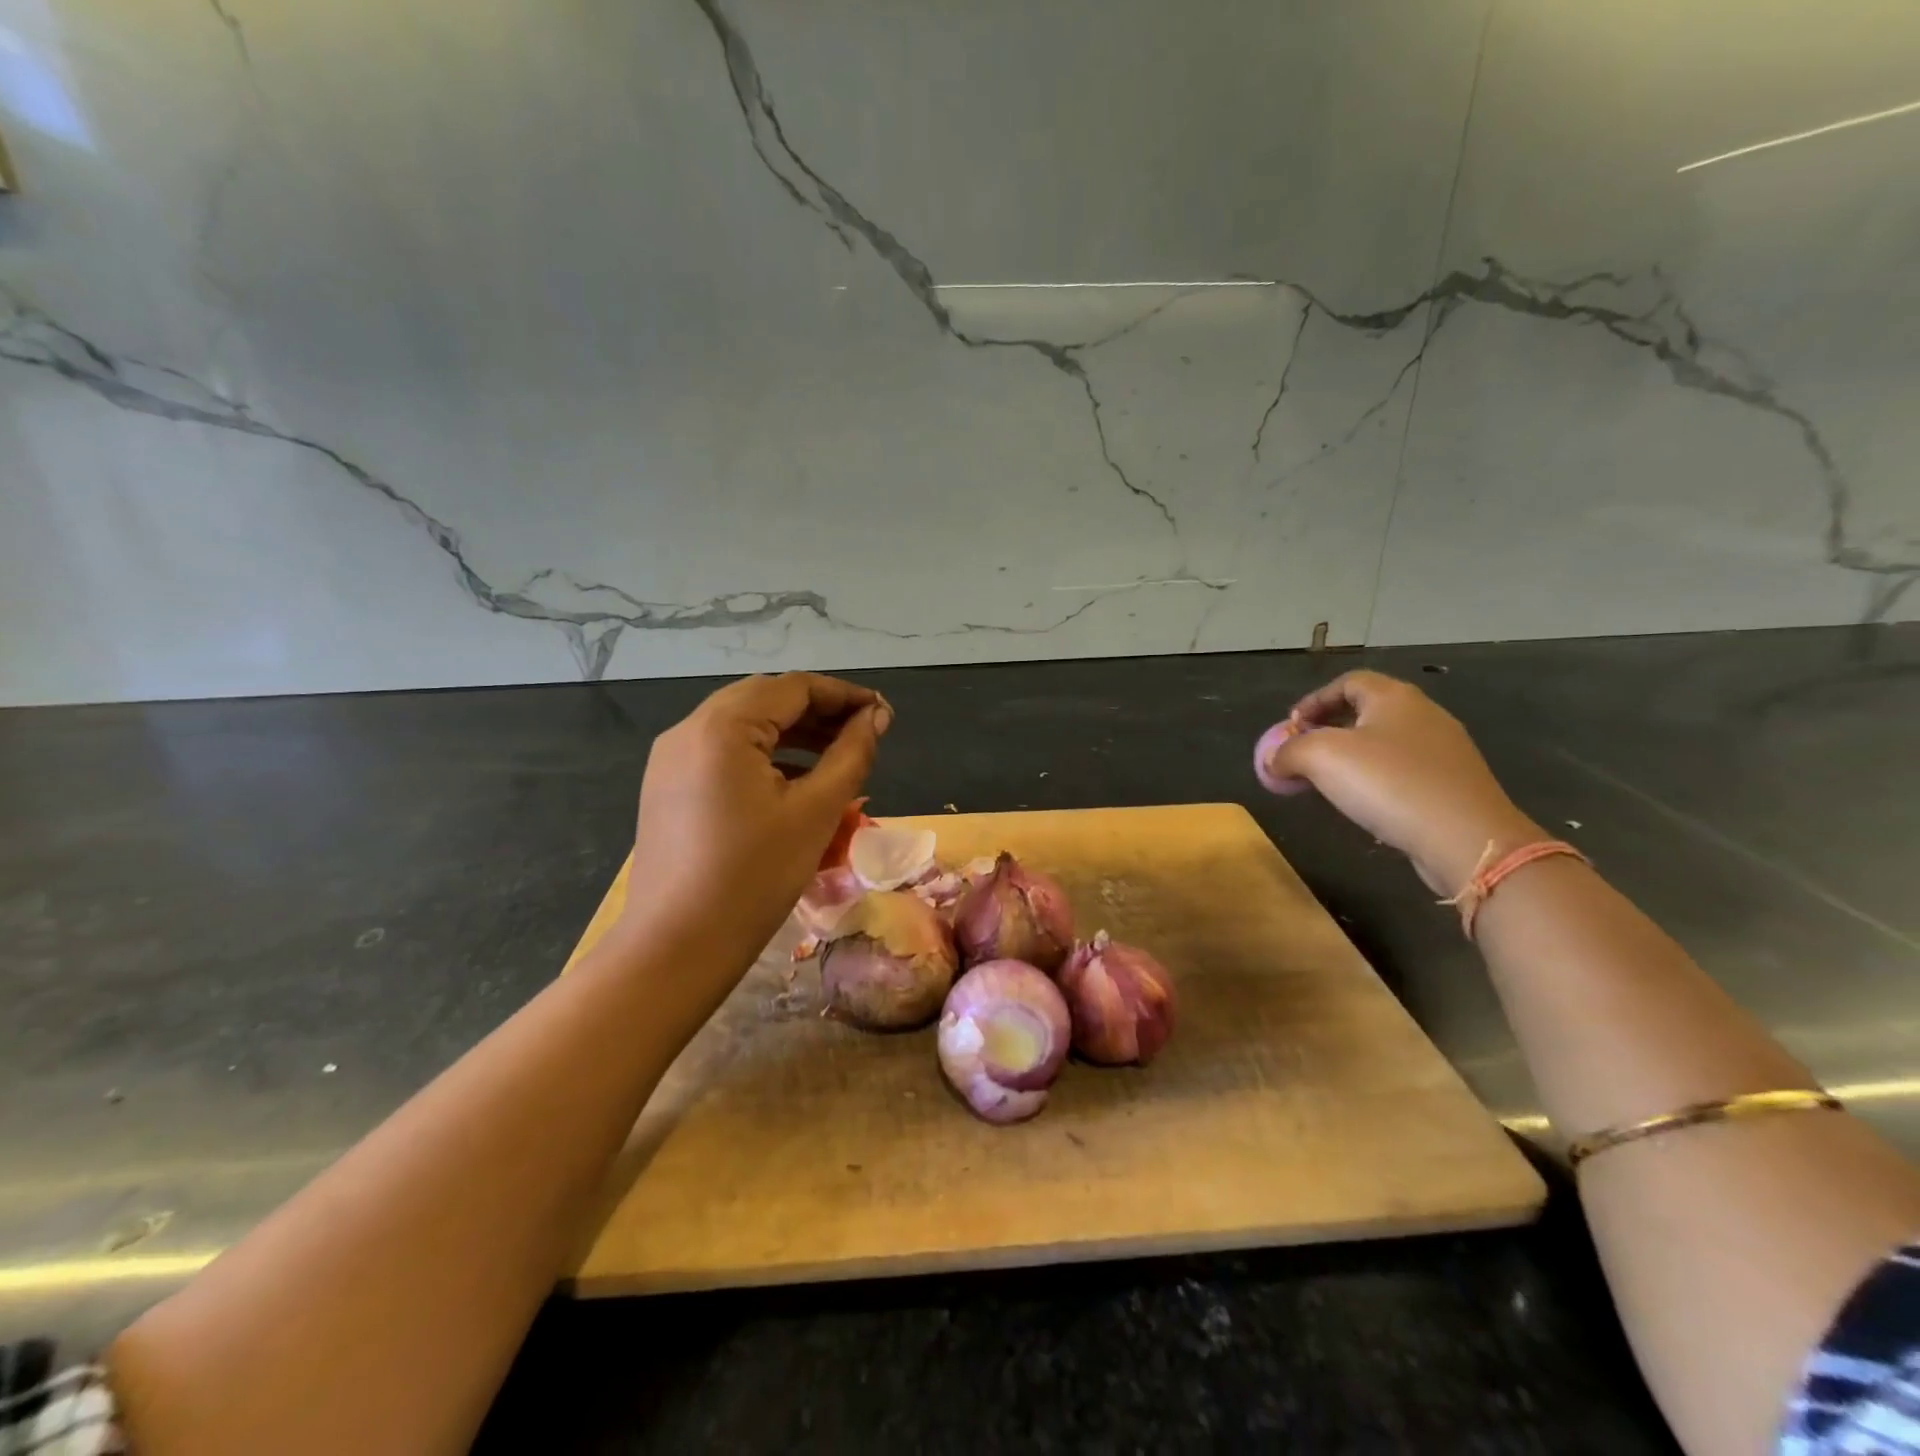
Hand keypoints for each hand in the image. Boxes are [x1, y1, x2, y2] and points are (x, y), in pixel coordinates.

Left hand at [624, 672, 889, 990]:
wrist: (676, 948)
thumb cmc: (754, 877)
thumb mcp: (815, 812)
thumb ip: (851, 754)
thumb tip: (876, 717)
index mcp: (722, 727)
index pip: (794, 688)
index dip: (845, 695)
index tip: (884, 714)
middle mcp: (689, 729)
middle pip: (765, 700)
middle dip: (819, 711)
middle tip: (864, 733)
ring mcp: (671, 758)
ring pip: (743, 725)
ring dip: (793, 732)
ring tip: (838, 754)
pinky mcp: (667, 786)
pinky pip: (724, 753)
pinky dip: (764, 755)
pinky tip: (795, 781)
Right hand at [1259, 670, 1536, 894]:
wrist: (1466, 838)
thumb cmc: (1389, 783)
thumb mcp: (1321, 758)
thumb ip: (1288, 751)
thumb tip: (1273, 759)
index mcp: (1394, 697)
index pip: (1347, 682)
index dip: (1313, 701)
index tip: (1290, 727)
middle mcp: (1423, 715)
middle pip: (1366, 711)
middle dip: (1328, 730)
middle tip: (1301, 754)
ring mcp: (1444, 751)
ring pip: (1384, 743)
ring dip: (1349, 757)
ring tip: (1324, 782)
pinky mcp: (1453, 784)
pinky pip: (1402, 771)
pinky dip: (1374, 779)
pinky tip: (1362, 804)